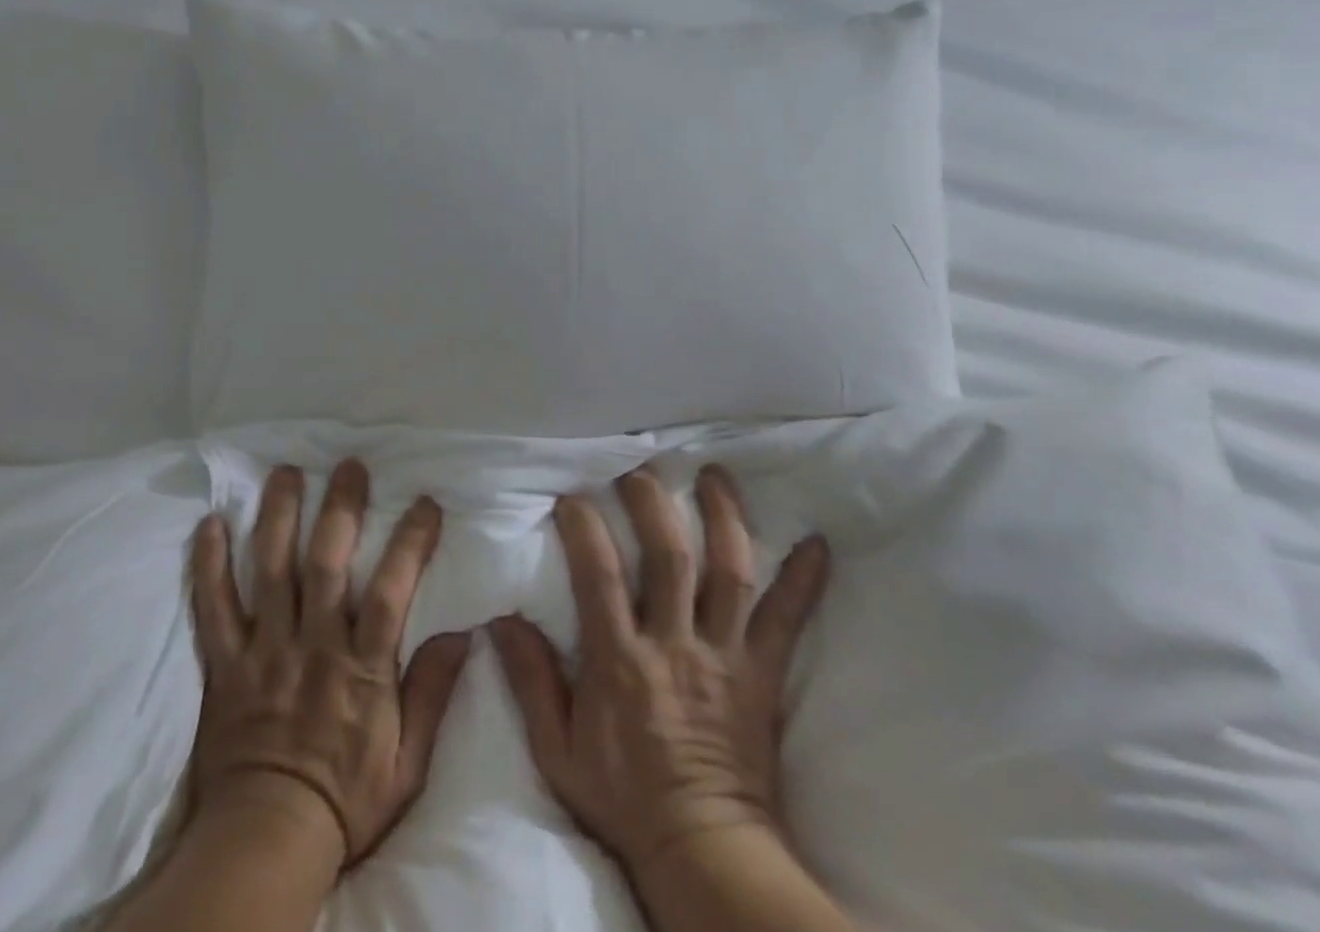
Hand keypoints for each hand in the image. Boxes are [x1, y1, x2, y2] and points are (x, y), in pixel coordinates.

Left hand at [187, 460, 472, 868]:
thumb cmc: (345, 801)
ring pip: (269, 571)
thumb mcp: (408, 764)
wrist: (265, 844)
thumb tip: (463, 633)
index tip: (425, 503)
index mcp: (362, 669)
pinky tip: (210, 524)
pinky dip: (208, 566)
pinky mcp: (225, 665)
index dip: (410, 542)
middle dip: (340, 508)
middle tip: (349, 466)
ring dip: (278, 517)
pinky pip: (213, 608)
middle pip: (325, 564)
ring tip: (285, 472)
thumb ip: (432, 695)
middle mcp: (313, 646)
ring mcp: (264, 651)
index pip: (391, 591)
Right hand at [490, 465, 829, 879]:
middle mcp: (675, 646)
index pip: (600, 575)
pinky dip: (803, 582)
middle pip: (669, 556)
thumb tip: (501, 617)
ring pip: (728, 572)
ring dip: (724, 517)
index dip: (585, 527)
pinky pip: (787, 622)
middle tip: (640, 467)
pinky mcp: (762, 674)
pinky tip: (818, 544)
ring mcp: (724, 657)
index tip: (572, 496)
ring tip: (714, 475)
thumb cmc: (624, 798)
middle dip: (653, 502)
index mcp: (621, 662)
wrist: (704, 852)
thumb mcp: (558, 750)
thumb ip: (531, 680)